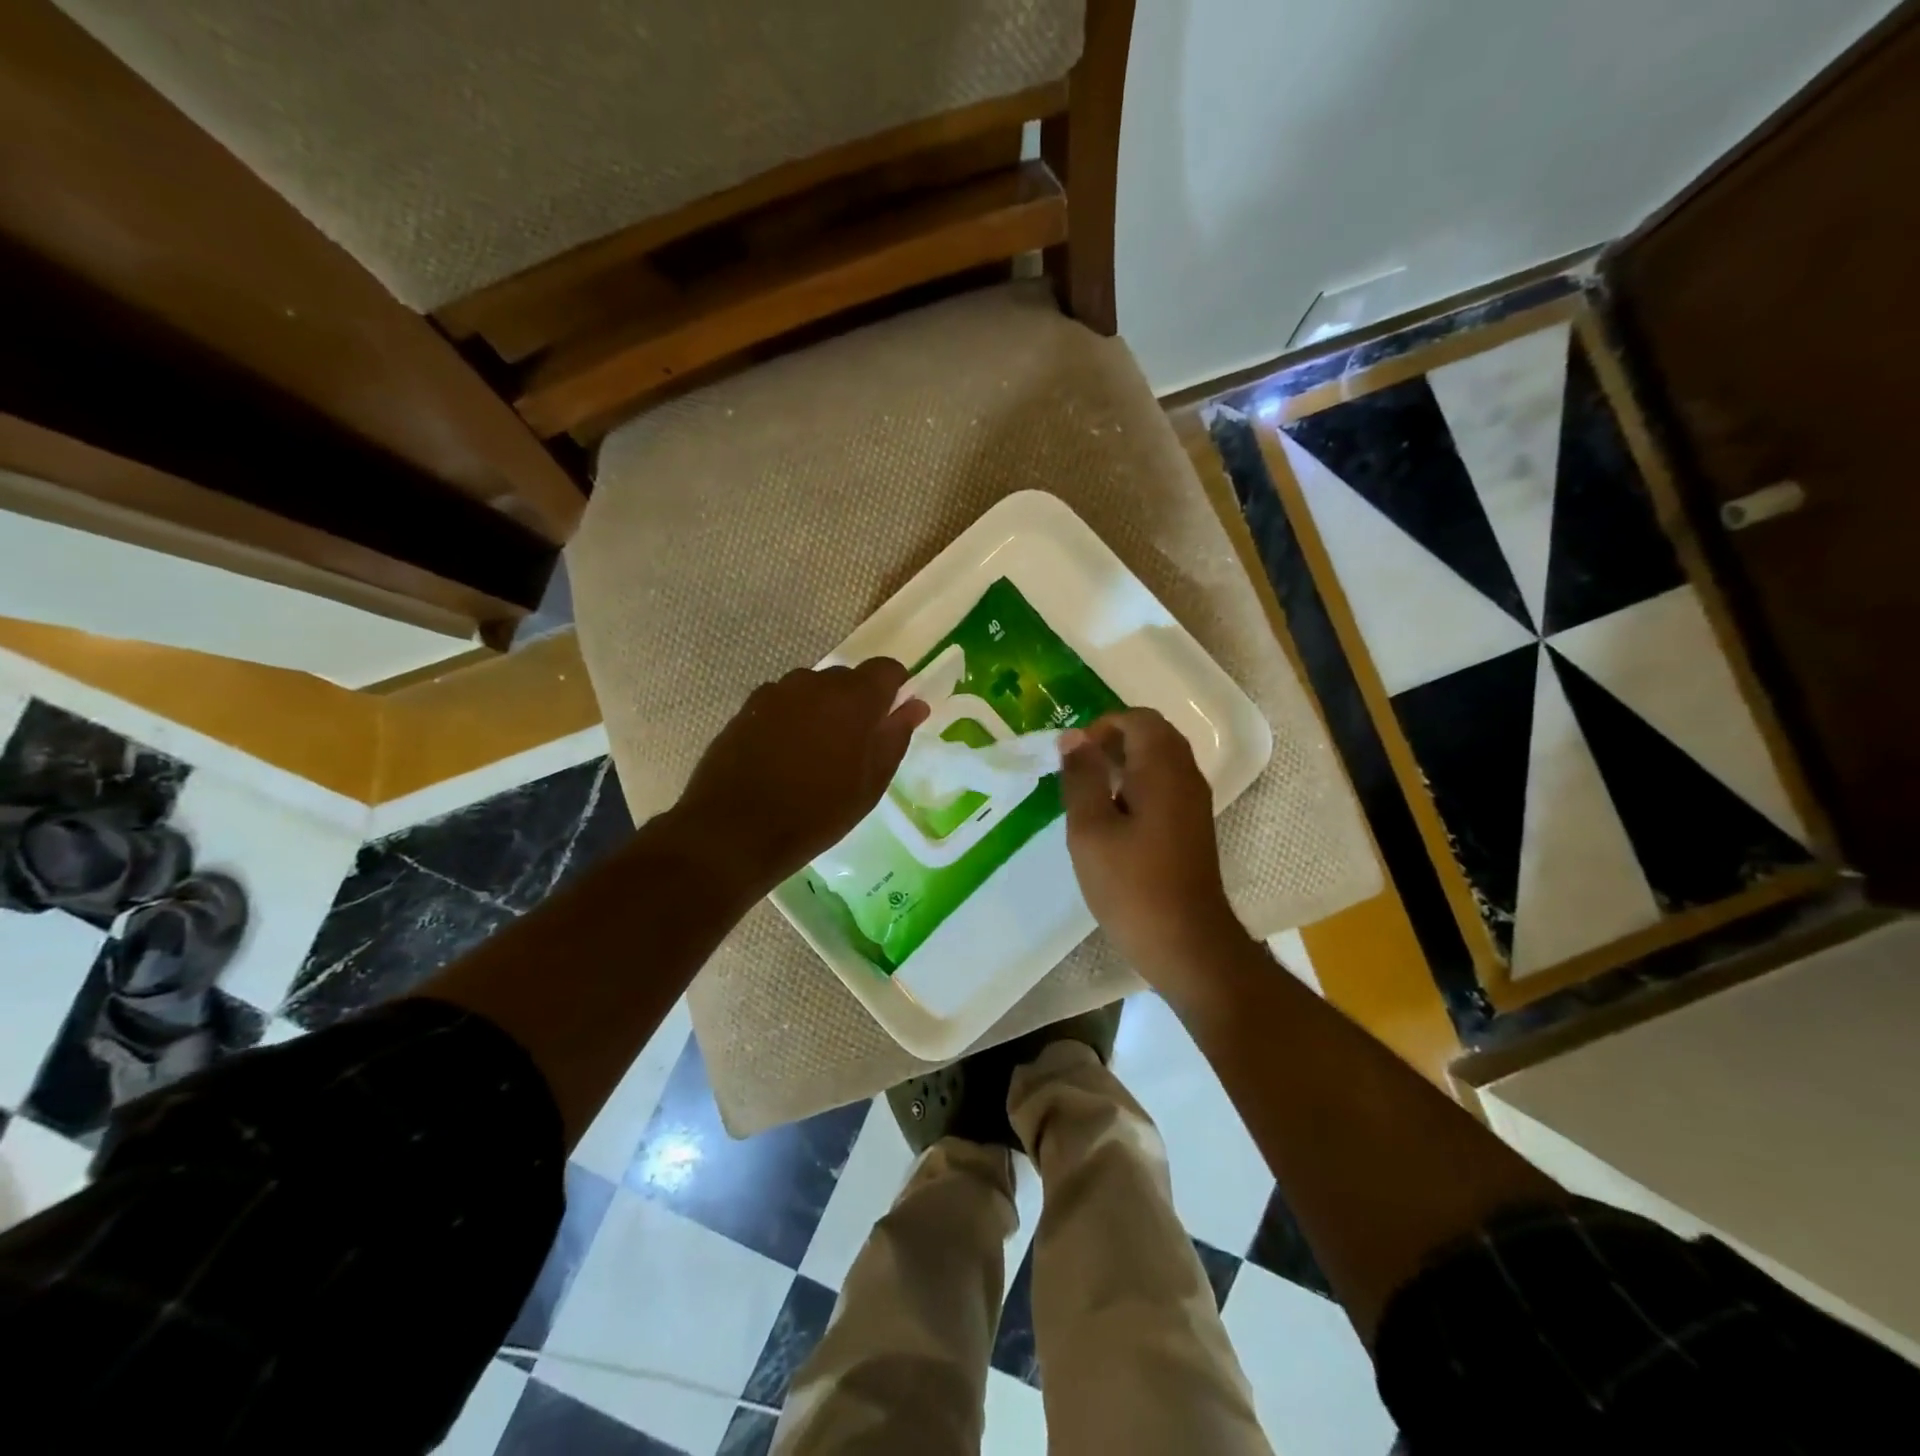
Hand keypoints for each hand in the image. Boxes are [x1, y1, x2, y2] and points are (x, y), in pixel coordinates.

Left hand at [672, 660, 929, 898]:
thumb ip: (895, 736)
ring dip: (822, 710)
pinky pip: (783, 702)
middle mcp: (814, 682)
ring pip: (813, 690)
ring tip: (816, 753)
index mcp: (853, 698)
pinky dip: (792, 718)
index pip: (886, 668)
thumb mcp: (870, 784)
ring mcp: (776, 692)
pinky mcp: (747, 708)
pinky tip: (784, 755)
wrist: (734, 831)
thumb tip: (915, 705)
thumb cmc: (816, 813)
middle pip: (847, 678)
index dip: (895, 687)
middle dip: (857, 703)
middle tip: (855, 746)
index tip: (892, 716)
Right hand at [1058, 709, 1249, 986]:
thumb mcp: (1091, 829)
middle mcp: (1186, 777)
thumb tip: (1073, 737)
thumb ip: (1082, 778)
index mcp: (1163, 769)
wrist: (1186, 944)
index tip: (1074, 756)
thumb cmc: (1132, 885)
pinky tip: (1111, 819)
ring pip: (1160, 762)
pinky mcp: (1192, 828)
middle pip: (1153, 736)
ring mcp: (1193, 803)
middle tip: (1078, 770)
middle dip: (1113, 742)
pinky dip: (1138, 787)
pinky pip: (1165, 787)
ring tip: (1089, 793)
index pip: (1138, 719)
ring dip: (1125, 765)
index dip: (1103, 726)